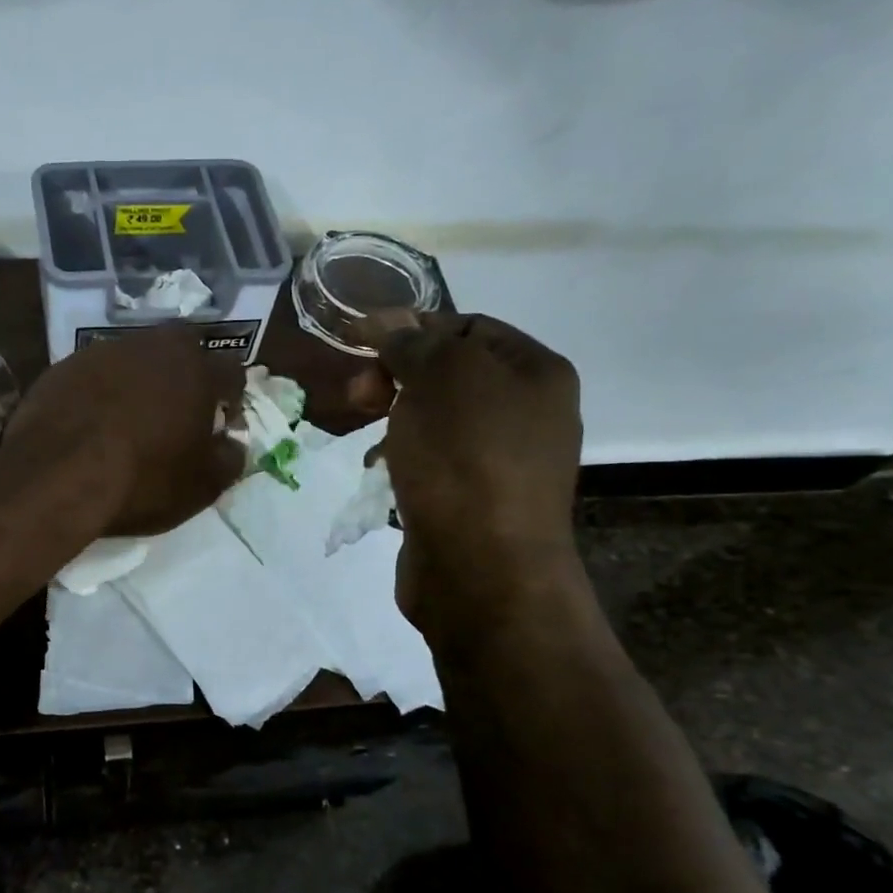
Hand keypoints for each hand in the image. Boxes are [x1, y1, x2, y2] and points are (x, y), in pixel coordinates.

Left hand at [5, 325, 245, 535]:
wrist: (57, 476)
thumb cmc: (143, 480)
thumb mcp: (202, 486)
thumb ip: (229, 460)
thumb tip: (233, 445)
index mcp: (197, 369)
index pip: (231, 371)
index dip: (232, 398)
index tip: (222, 424)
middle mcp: (154, 346)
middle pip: (183, 350)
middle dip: (188, 376)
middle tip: (179, 413)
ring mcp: (105, 351)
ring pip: (137, 358)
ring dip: (142, 380)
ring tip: (132, 417)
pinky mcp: (65, 365)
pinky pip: (97, 373)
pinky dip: (103, 391)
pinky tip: (93, 422)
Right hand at [357, 311, 583, 633]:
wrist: (482, 570)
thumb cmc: (465, 460)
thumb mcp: (439, 378)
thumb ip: (413, 342)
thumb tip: (388, 322)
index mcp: (535, 372)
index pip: (467, 326)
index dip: (411, 326)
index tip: (357, 339)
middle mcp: (528, 413)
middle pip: (450, 374)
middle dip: (397, 376)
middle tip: (359, 395)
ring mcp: (502, 462)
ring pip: (436, 420)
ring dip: (395, 418)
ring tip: (367, 436)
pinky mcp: (473, 502)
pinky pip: (433, 462)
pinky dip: (403, 458)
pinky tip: (378, 472)